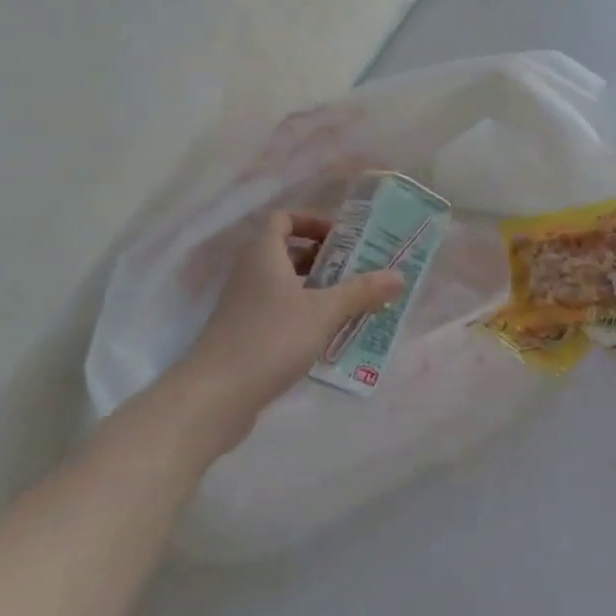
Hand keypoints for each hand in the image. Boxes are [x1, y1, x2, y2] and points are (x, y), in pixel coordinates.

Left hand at [176, 211, 403, 449]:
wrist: (215, 396)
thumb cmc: (271, 338)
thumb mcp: (324, 312)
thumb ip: (361, 292)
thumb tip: (399, 276)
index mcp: (263, 254)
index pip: (283, 219)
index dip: (311, 222)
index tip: (341, 239)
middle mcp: (249, 273)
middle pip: (285, 251)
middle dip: (321, 257)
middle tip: (355, 270)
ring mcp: (243, 305)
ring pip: (283, 283)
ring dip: (314, 287)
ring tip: (348, 302)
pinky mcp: (243, 333)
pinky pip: (277, 310)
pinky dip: (301, 313)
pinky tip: (325, 334)